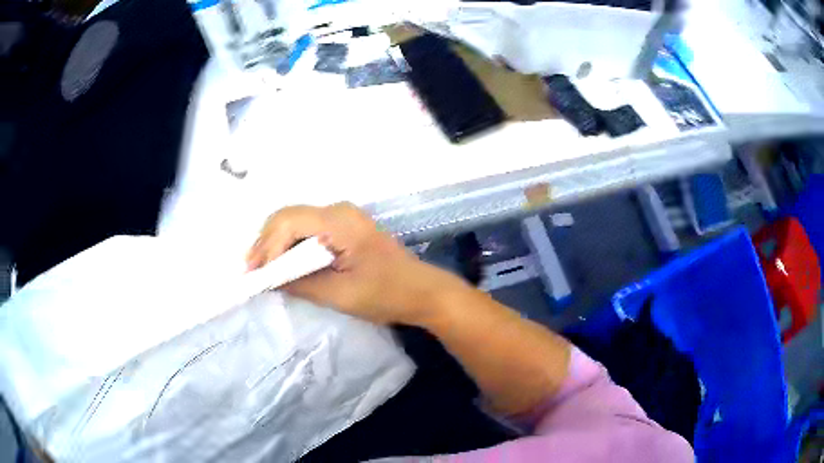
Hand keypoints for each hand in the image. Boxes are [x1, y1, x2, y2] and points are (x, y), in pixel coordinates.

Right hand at [246, 203, 464, 324]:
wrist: (423, 292)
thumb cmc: (386, 294)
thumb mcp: (340, 295)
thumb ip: (300, 284)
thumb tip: (269, 280)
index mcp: (339, 221)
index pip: (289, 222)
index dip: (267, 247)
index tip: (256, 274)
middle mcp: (338, 210)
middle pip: (288, 217)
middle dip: (266, 243)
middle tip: (251, 271)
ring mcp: (343, 217)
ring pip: (296, 223)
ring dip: (276, 244)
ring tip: (261, 269)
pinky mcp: (345, 228)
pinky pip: (309, 231)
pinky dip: (292, 246)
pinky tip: (282, 264)